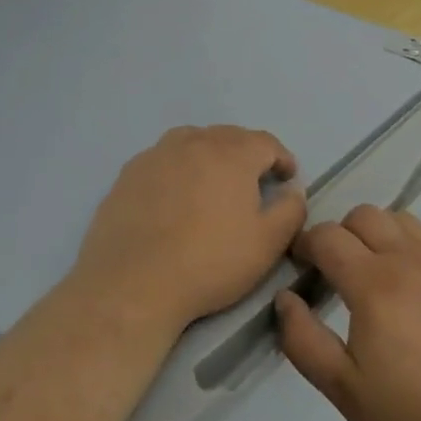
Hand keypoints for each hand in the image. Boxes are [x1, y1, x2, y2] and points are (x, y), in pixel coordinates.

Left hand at [74, 126, 306, 336]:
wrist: (132, 284)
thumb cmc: (209, 263)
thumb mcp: (267, 244)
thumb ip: (290, 210)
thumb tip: (292, 190)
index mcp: (232, 154)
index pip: (266, 143)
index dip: (281, 158)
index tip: (287, 177)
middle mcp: (194, 142)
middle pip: (228, 136)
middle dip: (247, 153)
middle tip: (254, 180)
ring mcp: (156, 155)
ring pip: (192, 141)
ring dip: (209, 154)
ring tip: (213, 181)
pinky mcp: (128, 174)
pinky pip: (162, 159)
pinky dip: (177, 168)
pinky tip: (174, 195)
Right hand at [275, 205, 420, 420]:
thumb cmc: (415, 415)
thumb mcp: (345, 390)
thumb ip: (304, 341)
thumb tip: (285, 299)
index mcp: (373, 284)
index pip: (327, 236)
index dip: (305, 244)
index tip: (299, 266)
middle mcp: (407, 260)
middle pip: (362, 215)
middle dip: (338, 234)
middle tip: (333, 271)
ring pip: (397, 219)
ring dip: (374, 232)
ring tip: (370, 270)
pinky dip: (404, 245)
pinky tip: (407, 285)